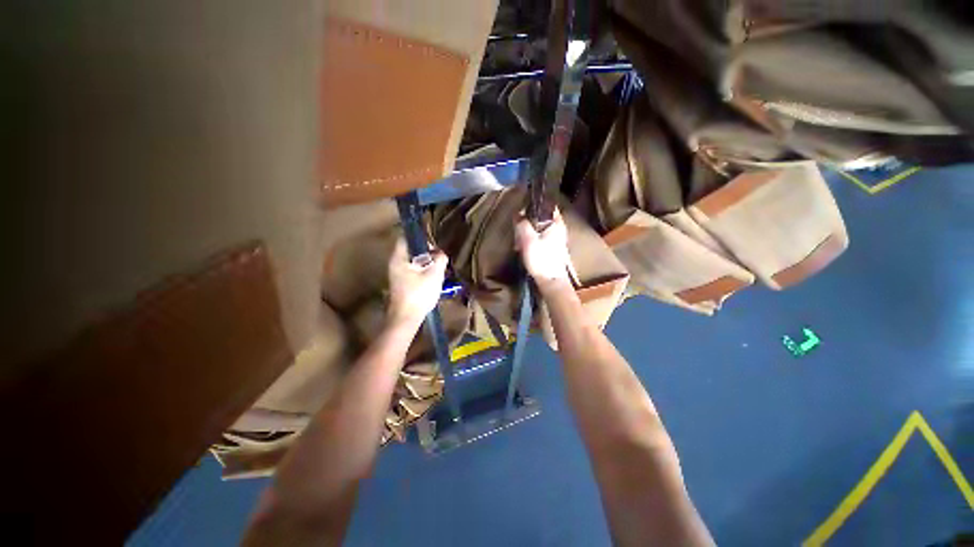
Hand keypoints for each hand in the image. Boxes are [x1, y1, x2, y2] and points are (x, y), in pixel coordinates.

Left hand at [387, 237, 447, 327]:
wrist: (406, 319)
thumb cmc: (419, 294)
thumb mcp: (434, 274)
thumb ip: (439, 260)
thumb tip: (441, 253)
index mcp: (399, 258)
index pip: (406, 238)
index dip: (420, 238)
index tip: (433, 245)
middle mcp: (395, 264)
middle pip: (411, 250)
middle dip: (427, 252)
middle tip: (439, 258)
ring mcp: (397, 275)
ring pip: (414, 262)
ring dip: (427, 263)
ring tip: (439, 269)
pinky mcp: (402, 284)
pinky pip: (413, 271)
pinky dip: (423, 271)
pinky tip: (433, 280)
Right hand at [515, 209, 571, 290]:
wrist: (551, 281)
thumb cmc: (541, 259)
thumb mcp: (528, 240)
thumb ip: (523, 224)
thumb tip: (518, 214)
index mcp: (556, 223)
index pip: (546, 205)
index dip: (533, 206)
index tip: (522, 212)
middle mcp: (558, 228)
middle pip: (539, 218)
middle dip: (526, 224)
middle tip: (518, 232)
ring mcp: (556, 239)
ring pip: (537, 229)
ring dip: (526, 234)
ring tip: (518, 244)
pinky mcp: (551, 248)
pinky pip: (538, 239)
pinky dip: (530, 242)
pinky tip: (523, 250)